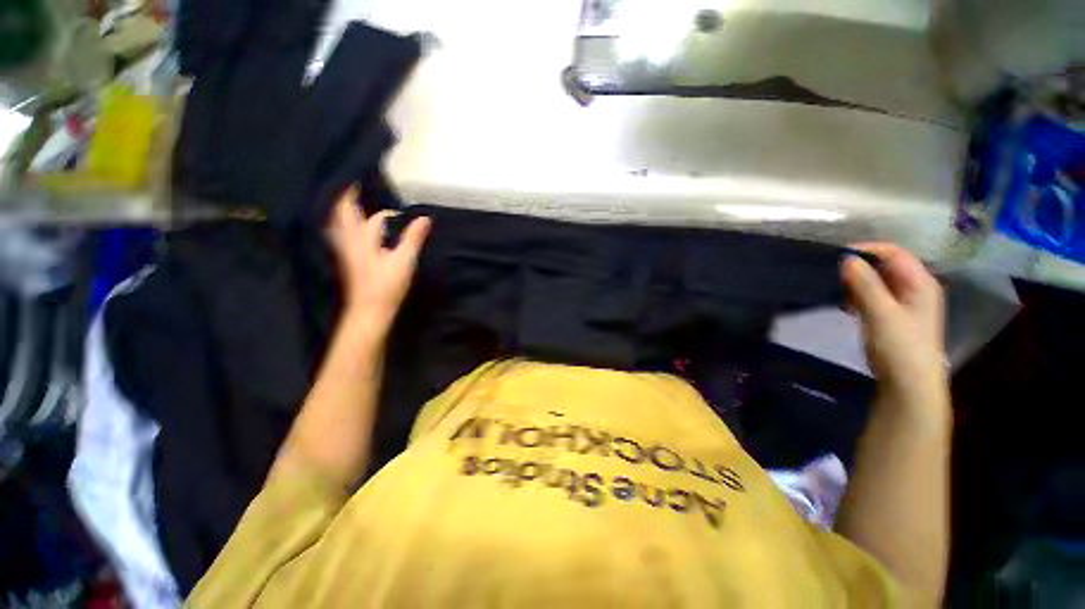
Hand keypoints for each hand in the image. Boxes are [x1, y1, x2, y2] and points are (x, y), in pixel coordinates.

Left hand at [326, 186, 430, 334]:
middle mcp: (348, 240)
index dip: (367, 198)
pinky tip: (354, 226)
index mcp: (361, 238)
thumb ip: (413, 238)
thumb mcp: (404, 261)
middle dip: (347, 197)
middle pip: (342, 213)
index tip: (364, 178)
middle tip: (355, 184)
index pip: (362, 212)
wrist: (369, 309)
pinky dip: (346, 224)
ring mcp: (346, 250)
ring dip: (345, 210)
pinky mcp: (348, 259)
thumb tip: (425, 218)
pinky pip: (342, 234)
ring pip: (339, 223)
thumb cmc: (387, 285)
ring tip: (353, 200)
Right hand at [842, 243, 945, 400]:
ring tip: (834, 288)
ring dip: (856, 282)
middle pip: (886, 265)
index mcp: (920, 282)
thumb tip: (846, 259)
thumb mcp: (881, 313)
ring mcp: (904, 303)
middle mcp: (915, 288)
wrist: (908, 383)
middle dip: (859, 266)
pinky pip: (874, 296)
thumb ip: (865, 284)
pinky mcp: (892, 316)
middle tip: (832, 273)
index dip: (866, 250)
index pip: (893, 252)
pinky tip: (844, 303)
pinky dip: (858, 295)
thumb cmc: (900, 346)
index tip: (836, 257)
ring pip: (878, 281)